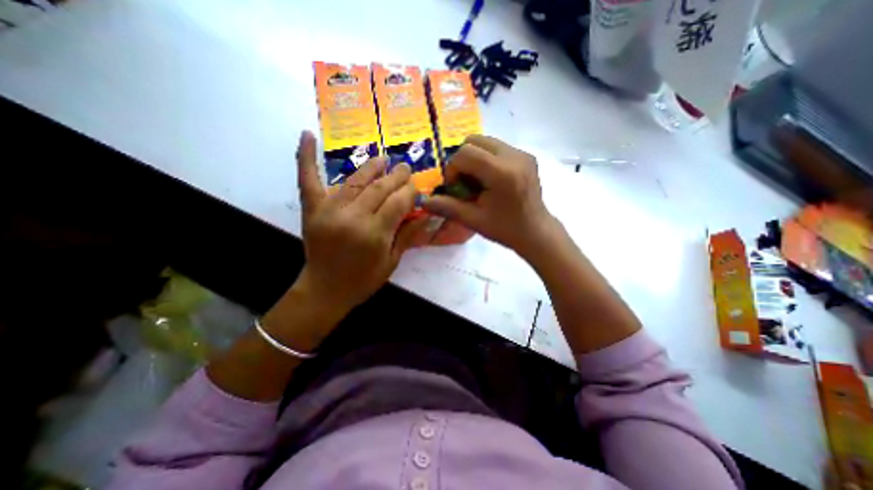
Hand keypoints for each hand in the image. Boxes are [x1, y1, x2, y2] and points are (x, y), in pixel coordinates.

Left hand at [293, 131, 426, 315]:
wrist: (324, 290)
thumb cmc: (363, 280)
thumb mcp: (391, 262)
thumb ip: (408, 236)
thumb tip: (428, 215)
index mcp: (375, 234)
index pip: (398, 202)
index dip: (409, 191)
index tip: (415, 185)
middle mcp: (353, 218)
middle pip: (379, 188)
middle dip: (396, 175)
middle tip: (405, 168)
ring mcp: (329, 210)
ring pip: (355, 180)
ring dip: (371, 166)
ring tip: (382, 159)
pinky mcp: (311, 209)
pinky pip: (308, 179)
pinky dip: (306, 156)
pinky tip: (307, 134)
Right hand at [421, 134, 555, 256]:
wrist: (536, 231)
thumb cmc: (505, 229)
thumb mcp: (473, 220)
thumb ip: (447, 207)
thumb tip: (424, 201)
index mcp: (502, 173)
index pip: (465, 153)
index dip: (453, 168)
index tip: (455, 188)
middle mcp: (514, 156)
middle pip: (474, 140)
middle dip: (462, 160)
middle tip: (464, 182)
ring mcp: (522, 153)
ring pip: (486, 141)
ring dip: (474, 158)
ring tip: (477, 181)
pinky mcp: (526, 156)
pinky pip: (497, 147)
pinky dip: (486, 159)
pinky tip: (490, 179)